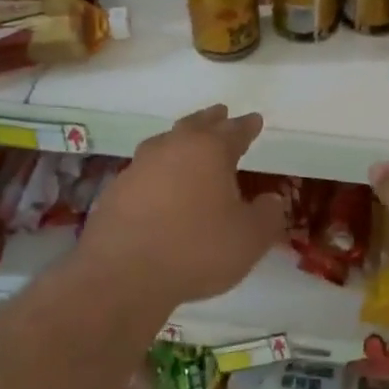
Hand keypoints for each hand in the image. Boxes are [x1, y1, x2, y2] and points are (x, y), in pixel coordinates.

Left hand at [75, 105, 286, 310]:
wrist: (123, 274)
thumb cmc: (196, 249)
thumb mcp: (250, 238)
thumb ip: (268, 215)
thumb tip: (272, 199)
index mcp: (209, 150)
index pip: (234, 131)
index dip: (247, 126)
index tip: (255, 119)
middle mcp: (173, 147)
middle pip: (196, 125)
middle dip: (212, 120)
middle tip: (221, 113)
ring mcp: (140, 166)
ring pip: (166, 142)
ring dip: (182, 140)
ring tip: (189, 143)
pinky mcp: (117, 189)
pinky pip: (146, 169)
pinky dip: (159, 169)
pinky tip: (161, 183)